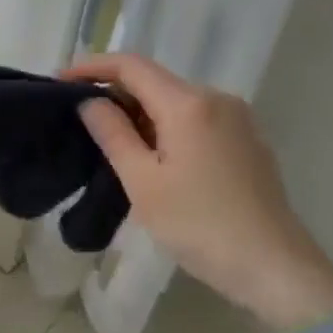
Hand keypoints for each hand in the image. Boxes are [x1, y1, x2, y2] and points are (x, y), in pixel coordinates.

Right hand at [63, 52, 332, 328]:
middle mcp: (217, 99)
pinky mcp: (246, 141)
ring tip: (109, 142)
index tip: (59, 82)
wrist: (273, 266)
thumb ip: (113, 134)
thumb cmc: (199, 224)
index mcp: (189, 104)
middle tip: (79, 118)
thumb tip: (91, 102)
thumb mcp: (142, 182)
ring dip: (140, 113)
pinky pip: (196, 120)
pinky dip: (166, 127)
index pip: (132, 66)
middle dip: (115, 92)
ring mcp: (237, 119)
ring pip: (176, 102)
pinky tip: (151, 157)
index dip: (92, 67)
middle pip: (155, 81)